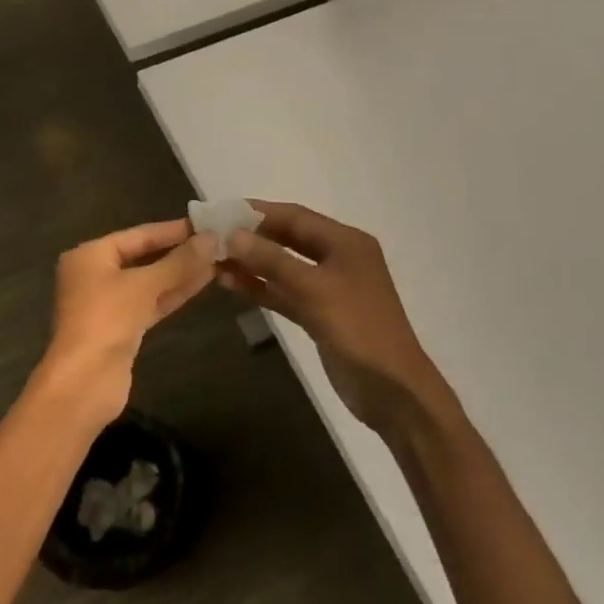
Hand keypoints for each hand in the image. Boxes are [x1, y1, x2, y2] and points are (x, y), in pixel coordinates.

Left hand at [34, 220, 217, 429]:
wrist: (84, 382)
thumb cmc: (106, 320)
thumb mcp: (143, 286)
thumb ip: (178, 262)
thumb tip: (211, 239)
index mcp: (90, 256)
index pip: (138, 235)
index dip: (172, 230)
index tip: (205, 224)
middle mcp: (95, 275)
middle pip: (143, 257)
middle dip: (178, 252)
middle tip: (216, 242)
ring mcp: (108, 304)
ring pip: (149, 282)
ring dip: (180, 273)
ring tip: (217, 260)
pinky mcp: (121, 329)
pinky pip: (150, 303)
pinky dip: (172, 294)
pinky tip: (201, 283)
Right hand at [220, 201, 447, 438]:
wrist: (392, 391)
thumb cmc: (358, 330)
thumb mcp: (315, 290)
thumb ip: (273, 261)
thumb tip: (233, 235)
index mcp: (346, 242)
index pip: (295, 217)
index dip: (257, 212)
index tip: (220, 211)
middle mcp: (337, 258)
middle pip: (287, 239)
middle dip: (251, 236)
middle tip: (211, 235)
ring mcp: (328, 287)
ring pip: (283, 267)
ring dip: (251, 263)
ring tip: (213, 259)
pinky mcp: (319, 314)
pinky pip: (284, 293)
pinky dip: (261, 288)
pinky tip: (231, 284)